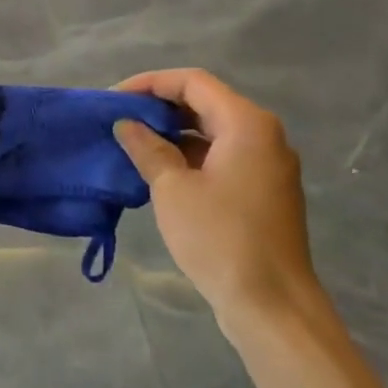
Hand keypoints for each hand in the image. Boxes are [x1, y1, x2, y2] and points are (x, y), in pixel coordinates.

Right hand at [112, 69, 316, 325]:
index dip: (150, 83)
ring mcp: (267, 165)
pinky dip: (191, 157)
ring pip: (214, 132)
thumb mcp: (173, 189)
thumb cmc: (220, 238)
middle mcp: (263, 135)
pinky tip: (160, 172)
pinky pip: (223, 157)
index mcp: (246, 123)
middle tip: (120, 121)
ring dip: (174, 134)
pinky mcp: (264, 192)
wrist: (272, 305)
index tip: (115, 99)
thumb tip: (126, 124)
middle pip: (206, 103)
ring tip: (133, 145)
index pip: (193, 82)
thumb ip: (147, 149)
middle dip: (160, 108)